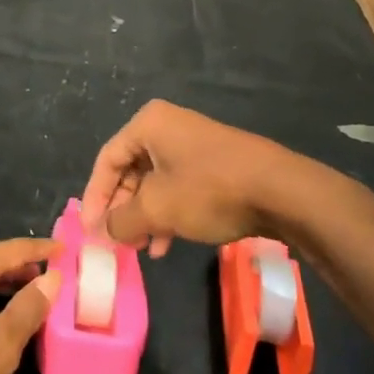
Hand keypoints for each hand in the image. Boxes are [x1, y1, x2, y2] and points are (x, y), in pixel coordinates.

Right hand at [81, 100, 301, 253]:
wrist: (281, 190)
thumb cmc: (209, 190)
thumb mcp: (158, 208)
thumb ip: (122, 220)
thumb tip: (104, 230)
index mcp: (149, 124)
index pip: (107, 160)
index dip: (95, 198)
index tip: (91, 230)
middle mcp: (168, 126)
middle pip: (130, 171)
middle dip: (123, 210)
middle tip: (117, 242)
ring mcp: (193, 144)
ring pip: (155, 182)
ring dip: (145, 216)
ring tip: (142, 249)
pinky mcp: (214, 163)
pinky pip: (178, 186)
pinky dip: (168, 213)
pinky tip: (166, 244)